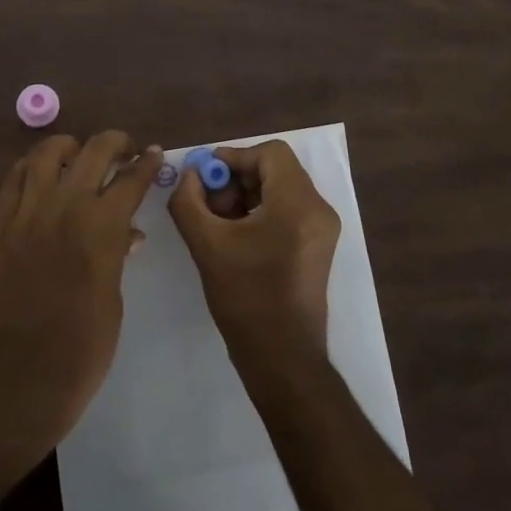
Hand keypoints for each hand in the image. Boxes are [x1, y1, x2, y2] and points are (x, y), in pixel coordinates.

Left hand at [0, 131, 162, 450]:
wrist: (22, 375)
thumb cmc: (84, 346)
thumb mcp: (114, 297)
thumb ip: (117, 253)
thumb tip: (125, 231)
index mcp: (102, 226)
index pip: (131, 178)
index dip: (147, 162)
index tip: (153, 153)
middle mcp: (65, 206)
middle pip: (93, 151)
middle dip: (115, 142)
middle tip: (124, 149)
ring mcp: (27, 212)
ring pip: (47, 153)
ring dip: (69, 147)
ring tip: (78, 154)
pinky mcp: (0, 225)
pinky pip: (14, 178)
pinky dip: (31, 166)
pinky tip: (41, 172)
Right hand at [168, 140, 341, 366]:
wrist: (282, 358)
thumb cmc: (246, 298)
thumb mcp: (206, 244)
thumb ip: (188, 200)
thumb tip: (188, 174)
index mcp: (298, 203)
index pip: (269, 153)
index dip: (233, 157)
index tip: (205, 178)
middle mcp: (318, 209)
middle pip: (275, 170)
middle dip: (236, 180)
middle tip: (207, 203)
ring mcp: (322, 229)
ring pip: (280, 190)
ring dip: (245, 196)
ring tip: (217, 223)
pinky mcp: (318, 246)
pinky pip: (287, 211)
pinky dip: (260, 213)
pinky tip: (234, 237)